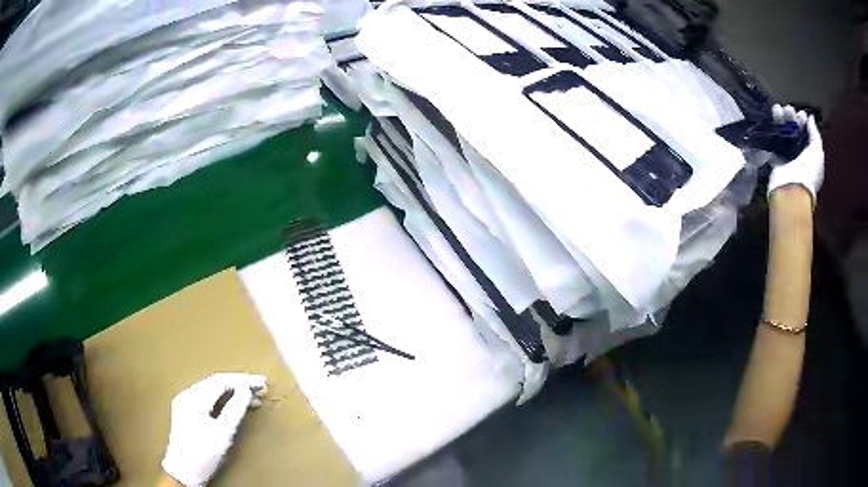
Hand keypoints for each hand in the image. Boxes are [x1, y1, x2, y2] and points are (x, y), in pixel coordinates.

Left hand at [162, 373, 266, 485]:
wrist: (183, 471)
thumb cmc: (203, 455)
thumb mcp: (223, 434)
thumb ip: (235, 410)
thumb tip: (246, 390)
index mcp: (193, 398)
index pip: (220, 381)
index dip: (243, 380)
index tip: (261, 383)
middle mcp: (187, 395)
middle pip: (216, 383)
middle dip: (239, 384)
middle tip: (260, 389)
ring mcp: (185, 402)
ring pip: (212, 390)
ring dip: (232, 392)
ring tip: (253, 398)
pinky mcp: (187, 411)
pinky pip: (208, 399)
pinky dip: (223, 400)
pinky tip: (235, 405)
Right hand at [767, 104, 824, 203]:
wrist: (792, 188)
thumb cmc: (809, 171)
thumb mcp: (817, 152)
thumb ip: (815, 134)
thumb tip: (810, 118)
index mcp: (810, 156)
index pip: (806, 134)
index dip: (803, 122)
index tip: (801, 115)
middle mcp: (799, 155)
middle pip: (794, 131)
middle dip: (792, 118)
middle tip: (789, 110)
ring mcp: (787, 157)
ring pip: (783, 132)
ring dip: (781, 119)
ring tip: (778, 109)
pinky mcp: (775, 158)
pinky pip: (773, 139)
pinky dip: (772, 128)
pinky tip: (771, 116)